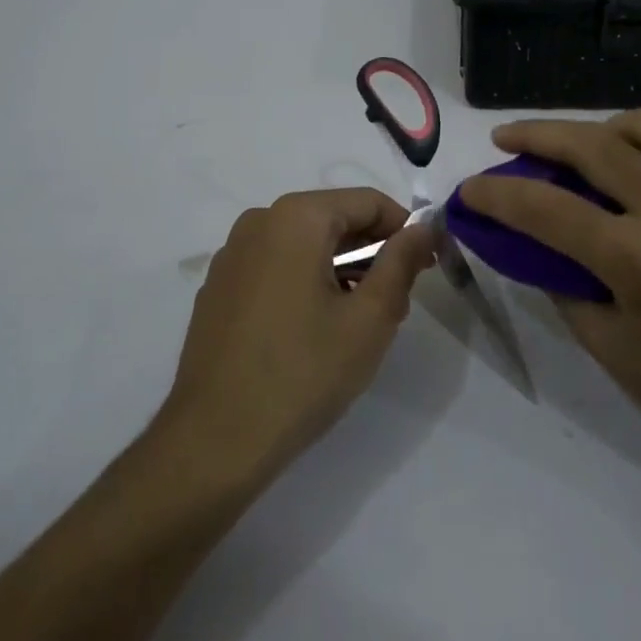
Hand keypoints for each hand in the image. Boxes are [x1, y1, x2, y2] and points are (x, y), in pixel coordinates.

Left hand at [161, 189, 436, 484]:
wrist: (215, 439)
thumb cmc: (303, 372)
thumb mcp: (370, 318)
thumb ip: (401, 262)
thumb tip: (423, 227)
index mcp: (295, 218)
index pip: (367, 201)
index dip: (405, 229)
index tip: (426, 266)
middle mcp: (258, 222)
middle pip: (333, 219)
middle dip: (372, 251)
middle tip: (398, 300)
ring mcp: (231, 255)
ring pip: (304, 244)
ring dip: (341, 269)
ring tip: (361, 320)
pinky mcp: (218, 288)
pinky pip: (275, 266)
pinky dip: (305, 281)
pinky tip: (316, 329)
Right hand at [457, 108, 640, 475]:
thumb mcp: (611, 350)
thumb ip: (563, 285)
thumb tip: (531, 244)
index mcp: (640, 261)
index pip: (547, 207)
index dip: (496, 194)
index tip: (468, 191)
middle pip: (594, 144)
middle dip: (536, 134)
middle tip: (504, 140)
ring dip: (598, 128)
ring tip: (574, 153)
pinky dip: (638, 146)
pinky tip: (623, 179)